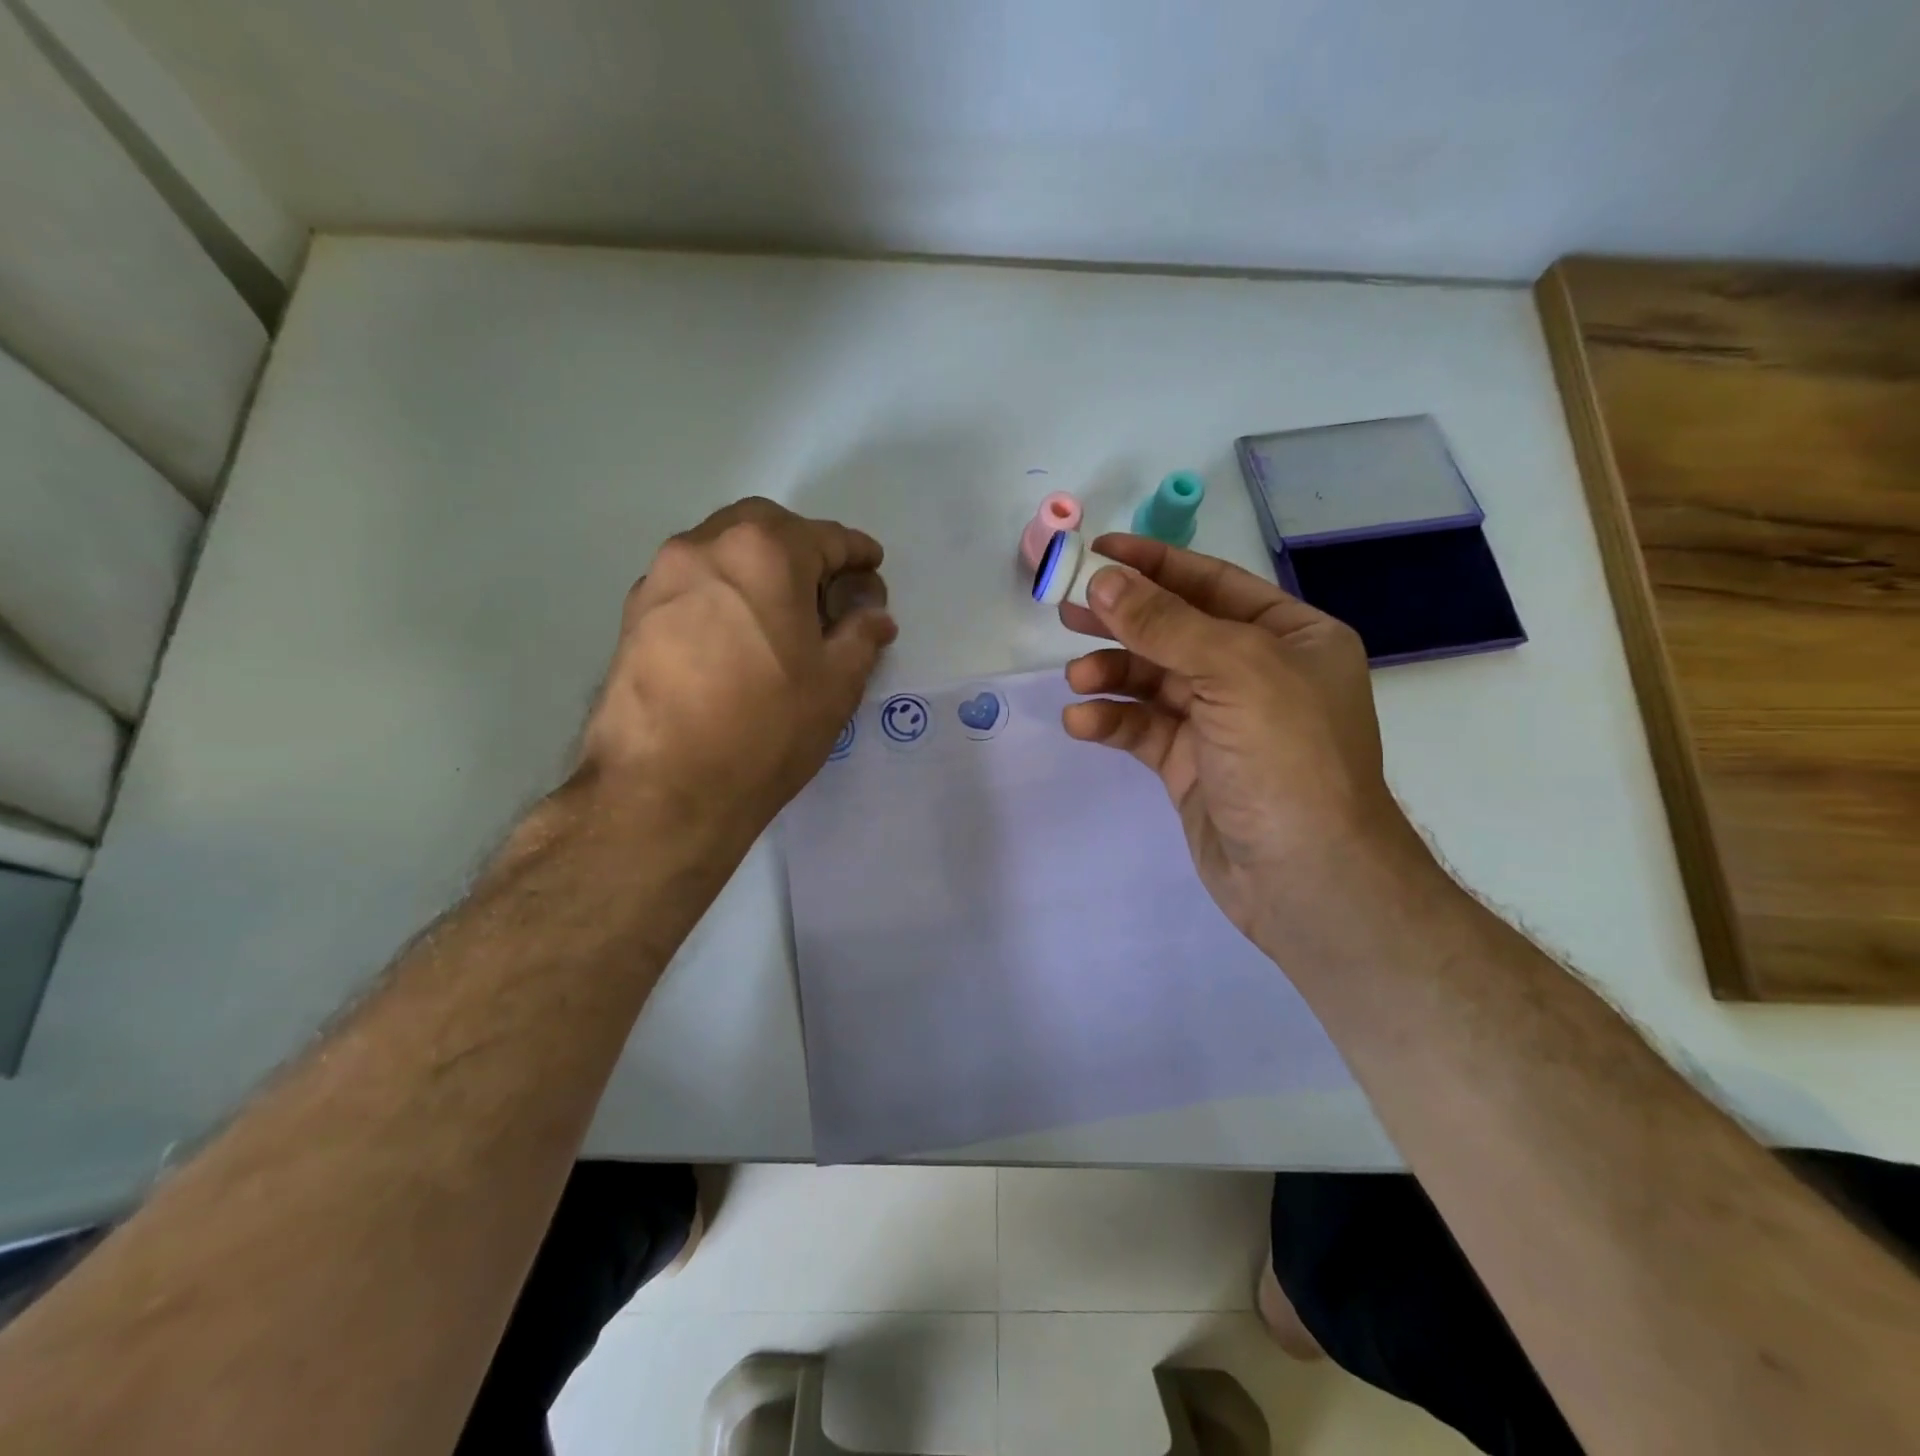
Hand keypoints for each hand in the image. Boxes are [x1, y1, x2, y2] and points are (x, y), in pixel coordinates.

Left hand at [579, 498, 896, 834]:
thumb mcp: (836, 683)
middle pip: (765, 527)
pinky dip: (722, 590)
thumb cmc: (766, 729)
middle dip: (802, 547)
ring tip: (779, 613)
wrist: (663, 786)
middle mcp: (706, 547)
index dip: (856, 552)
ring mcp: (662, 577)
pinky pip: (691, 582)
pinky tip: (735, 634)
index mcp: (765, 553)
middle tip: (824, 588)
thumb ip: (862, 635)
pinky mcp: (634, 613)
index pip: (825, 537)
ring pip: (721, 549)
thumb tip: (874, 615)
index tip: (872, 565)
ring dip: (757, 566)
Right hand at [1061, 535, 1422, 949]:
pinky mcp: (1191, 765)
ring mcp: (1222, 722)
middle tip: (1067, 610)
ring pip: (1153, 681)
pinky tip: (1082, 723)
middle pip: (1176, 631)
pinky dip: (1112, 721)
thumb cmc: (1287, 758)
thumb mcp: (1233, 671)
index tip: (1099, 554)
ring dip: (1112, 674)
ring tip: (1077, 679)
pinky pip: (1144, 728)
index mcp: (1290, 637)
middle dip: (1123, 620)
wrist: (1306, 878)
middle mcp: (1257, 673)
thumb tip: (1104, 581)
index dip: (1155, 565)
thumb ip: (1164, 623)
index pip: (1212, 584)